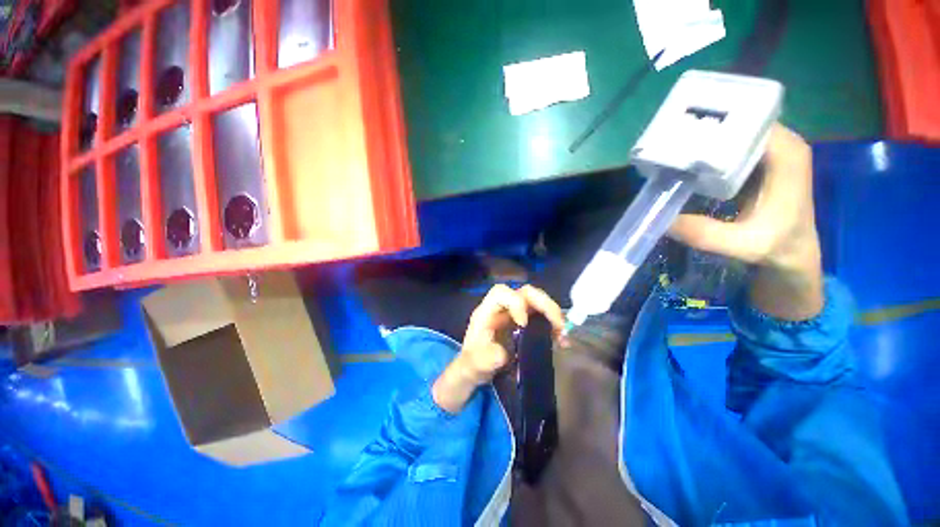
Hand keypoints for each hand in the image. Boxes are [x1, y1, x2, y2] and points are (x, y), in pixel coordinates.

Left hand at [432, 285, 564, 413]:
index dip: (515, 302)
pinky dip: (553, 324)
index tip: (524, 324)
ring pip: (536, 302)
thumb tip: (503, 353)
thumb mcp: (473, 365)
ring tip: (562, 332)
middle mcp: (502, 309)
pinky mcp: (524, 324)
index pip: (500, 293)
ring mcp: (514, 315)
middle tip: (557, 323)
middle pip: (524, 292)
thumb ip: (485, 359)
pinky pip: (541, 316)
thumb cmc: (471, 365)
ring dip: (552, 313)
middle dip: (543, 303)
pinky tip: (560, 340)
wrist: (475, 372)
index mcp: (486, 312)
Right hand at [668, 124, 823, 319]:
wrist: (793, 253)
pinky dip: (705, 151)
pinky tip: (683, 161)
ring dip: (701, 139)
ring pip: (731, 131)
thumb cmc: (777, 247)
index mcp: (785, 153)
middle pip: (737, 120)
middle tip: (666, 143)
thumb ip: (706, 234)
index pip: (747, 119)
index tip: (679, 135)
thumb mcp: (743, 245)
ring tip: (669, 149)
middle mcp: (779, 143)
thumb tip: (662, 220)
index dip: (713, 123)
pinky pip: (728, 145)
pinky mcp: (756, 160)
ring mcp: (767, 150)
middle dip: (702, 128)